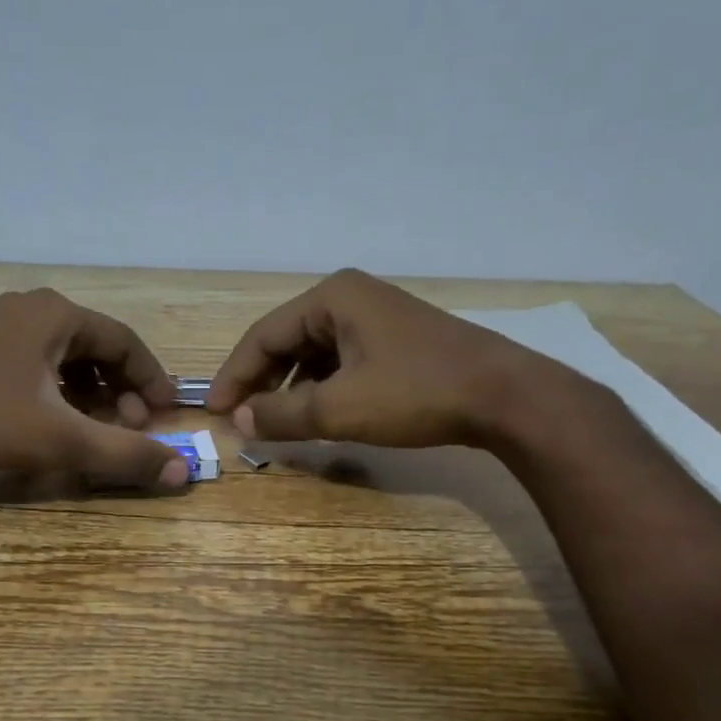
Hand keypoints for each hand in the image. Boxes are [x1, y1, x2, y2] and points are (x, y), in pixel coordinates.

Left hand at [0, 288, 189, 486]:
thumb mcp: (60, 439)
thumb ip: (123, 454)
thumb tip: (182, 470)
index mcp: (58, 316)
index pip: (126, 342)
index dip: (152, 379)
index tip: (166, 412)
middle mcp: (31, 309)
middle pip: (95, 347)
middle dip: (120, 389)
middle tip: (129, 426)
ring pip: (63, 356)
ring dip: (88, 391)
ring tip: (94, 426)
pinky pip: (33, 362)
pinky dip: (55, 389)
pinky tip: (49, 419)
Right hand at [208, 268, 594, 449]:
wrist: (504, 396)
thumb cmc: (415, 393)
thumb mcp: (339, 408)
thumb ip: (282, 414)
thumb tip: (240, 420)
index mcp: (331, 298)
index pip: (263, 336)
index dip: (234, 376)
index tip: (216, 412)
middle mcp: (350, 298)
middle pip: (286, 341)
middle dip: (262, 382)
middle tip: (242, 419)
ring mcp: (376, 317)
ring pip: (314, 353)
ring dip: (291, 388)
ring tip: (276, 422)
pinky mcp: (396, 341)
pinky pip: (341, 361)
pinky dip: (321, 387)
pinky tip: (318, 414)